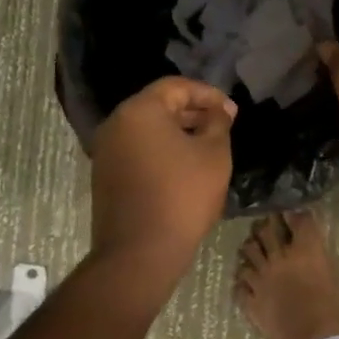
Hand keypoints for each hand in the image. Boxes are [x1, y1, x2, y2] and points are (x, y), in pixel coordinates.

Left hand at [90, 77, 236, 292]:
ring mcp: (106, 151)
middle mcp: (116, 124)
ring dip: (178, 131)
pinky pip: (138, 149)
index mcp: (140, 111)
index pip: (176, 86)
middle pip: (159, 105)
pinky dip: (162, 149)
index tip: (232, 112)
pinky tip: (185, 166)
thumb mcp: (214, 153)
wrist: (140, 252)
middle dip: (193, 111)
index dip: (208, 94)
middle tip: (223, 125)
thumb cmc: (183, 195)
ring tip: (208, 145)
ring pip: (148, 128)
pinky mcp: (106, 175)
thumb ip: (218, 122)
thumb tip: (219, 110)